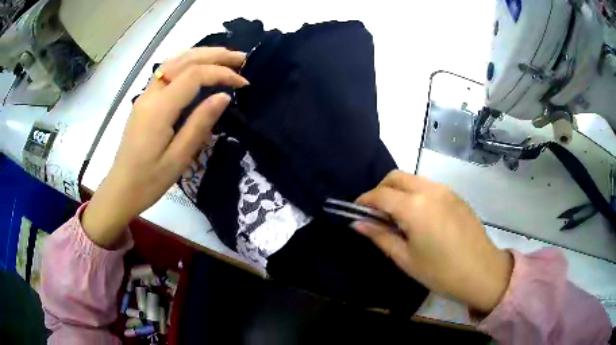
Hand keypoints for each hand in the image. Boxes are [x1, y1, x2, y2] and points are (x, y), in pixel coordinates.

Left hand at [82, 48, 248, 247]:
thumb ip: (200, 124)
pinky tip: (198, 64)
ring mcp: (145, 96)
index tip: (243, 82)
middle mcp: (150, 95)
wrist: (121, 188)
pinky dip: (186, 61)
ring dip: (201, 54)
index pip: (194, 76)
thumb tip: (224, 96)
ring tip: (224, 56)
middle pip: (184, 61)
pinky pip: (167, 71)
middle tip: (241, 58)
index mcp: (159, 109)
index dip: (221, 73)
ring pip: (174, 61)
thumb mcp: (178, 158)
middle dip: (214, 55)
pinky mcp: (144, 101)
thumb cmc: (149, 180)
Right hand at [353, 170, 512, 313]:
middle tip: (377, 213)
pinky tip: (420, 217)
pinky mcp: (456, 195)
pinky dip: (416, 193)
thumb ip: (380, 236)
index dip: (364, 201)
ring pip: (413, 179)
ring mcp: (445, 190)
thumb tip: (357, 223)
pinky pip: (429, 186)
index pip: (380, 194)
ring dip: (399, 191)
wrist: (482, 272)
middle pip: (396, 177)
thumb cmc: (440, 272)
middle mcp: (429, 190)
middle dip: (380, 190)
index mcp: (414, 207)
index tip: (356, 212)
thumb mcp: (405, 258)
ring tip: (398, 216)